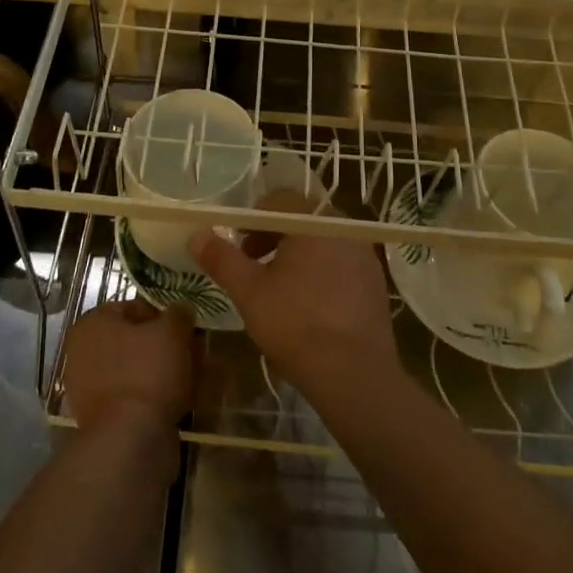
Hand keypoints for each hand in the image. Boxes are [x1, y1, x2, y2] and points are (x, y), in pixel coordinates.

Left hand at [62, 297, 197, 435]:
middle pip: (137, 340)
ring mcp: (91, 387)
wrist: (130, 440)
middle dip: (168, 345)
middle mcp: (84, 352)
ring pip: (138, 369)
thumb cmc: (147, 372)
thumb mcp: (172, 331)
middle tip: (196, 353)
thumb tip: (181, 310)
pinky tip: (183, 400)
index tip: (187, 328)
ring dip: (166, 370)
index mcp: (92, 323)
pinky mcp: (104, 417)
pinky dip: (158, 394)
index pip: (135, 307)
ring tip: (196, 377)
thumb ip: (178, 313)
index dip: (165, 315)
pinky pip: (136, 395)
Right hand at [187, 191, 396, 393]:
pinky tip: (309, 306)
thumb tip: (196, 234)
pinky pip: (341, 265)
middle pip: (303, 219)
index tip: (240, 246)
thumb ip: (221, 258)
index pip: (280, 200)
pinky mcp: (375, 283)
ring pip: (323, 243)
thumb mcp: (248, 290)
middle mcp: (344, 229)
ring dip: (298, 256)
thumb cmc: (295, 322)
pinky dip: (322, 274)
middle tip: (255, 266)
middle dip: (275, 238)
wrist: (353, 372)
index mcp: (313, 221)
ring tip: (280, 289)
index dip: (254, 220)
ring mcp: (365, 256)